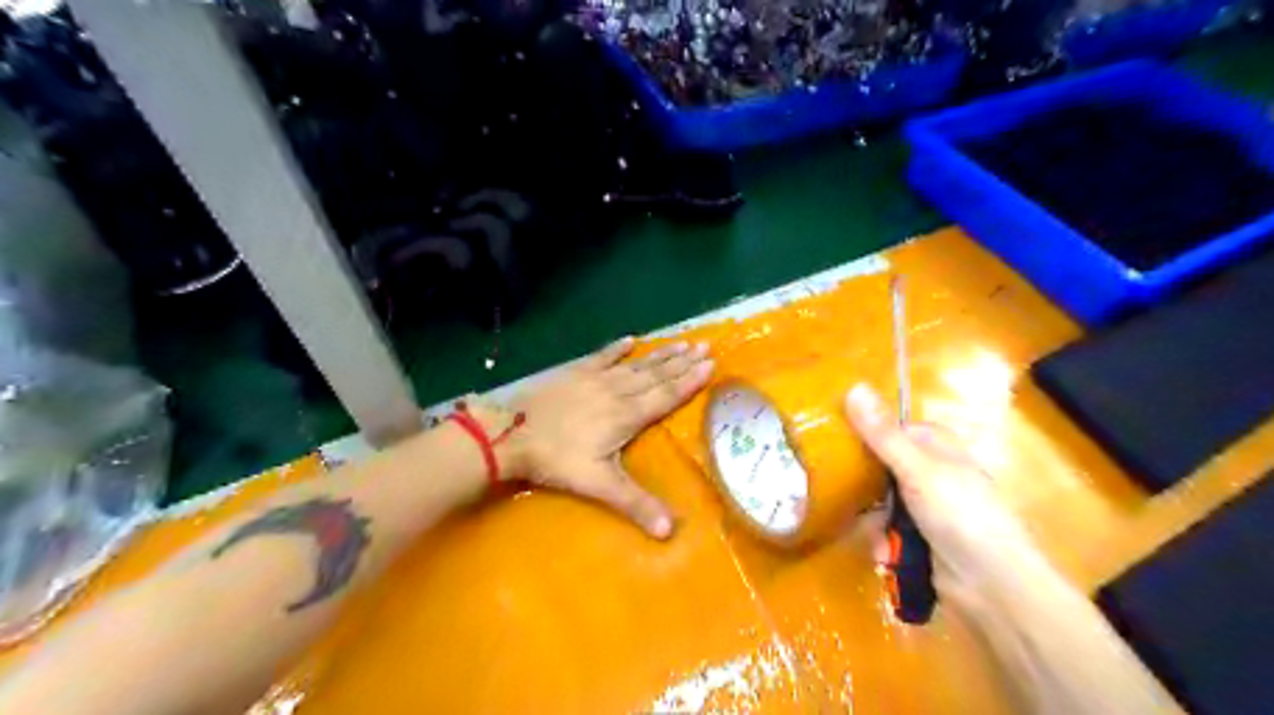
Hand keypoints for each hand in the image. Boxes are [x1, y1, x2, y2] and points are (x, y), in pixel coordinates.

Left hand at [509, 337, 715, 538]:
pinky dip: (617, 348)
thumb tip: (670, 532)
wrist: (512, 434)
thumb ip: (636, 504)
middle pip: (656, 375)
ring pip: (635, 364)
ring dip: (660, 353)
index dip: (690, 381)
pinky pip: (602, 357)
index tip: (711, 365)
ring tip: (682, 341)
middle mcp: (617, 391)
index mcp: (627, 416)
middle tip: (706, 347)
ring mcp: (595, 379)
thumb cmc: (557, 460)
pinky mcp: (575, 373)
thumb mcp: (599, 485)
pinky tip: (630, 339)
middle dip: (683, 362)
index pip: (666, 396)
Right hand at [844, 385, 1033, 592]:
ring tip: (874, 534)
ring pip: (881, 502)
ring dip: (873, 521)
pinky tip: (885, 554)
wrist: (993, 585)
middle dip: (864, 487)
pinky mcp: (922, 539)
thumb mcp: (916, 469)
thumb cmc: (959, 514)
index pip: (892, 430)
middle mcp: (931, 473)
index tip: (836, 440)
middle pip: (881, 467)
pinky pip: (889, 531)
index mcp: (937, 447)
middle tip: (839, 490)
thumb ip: (881, 434)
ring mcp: (927, 508)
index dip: (866, 433)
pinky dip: (884, 542)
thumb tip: (853, 386)